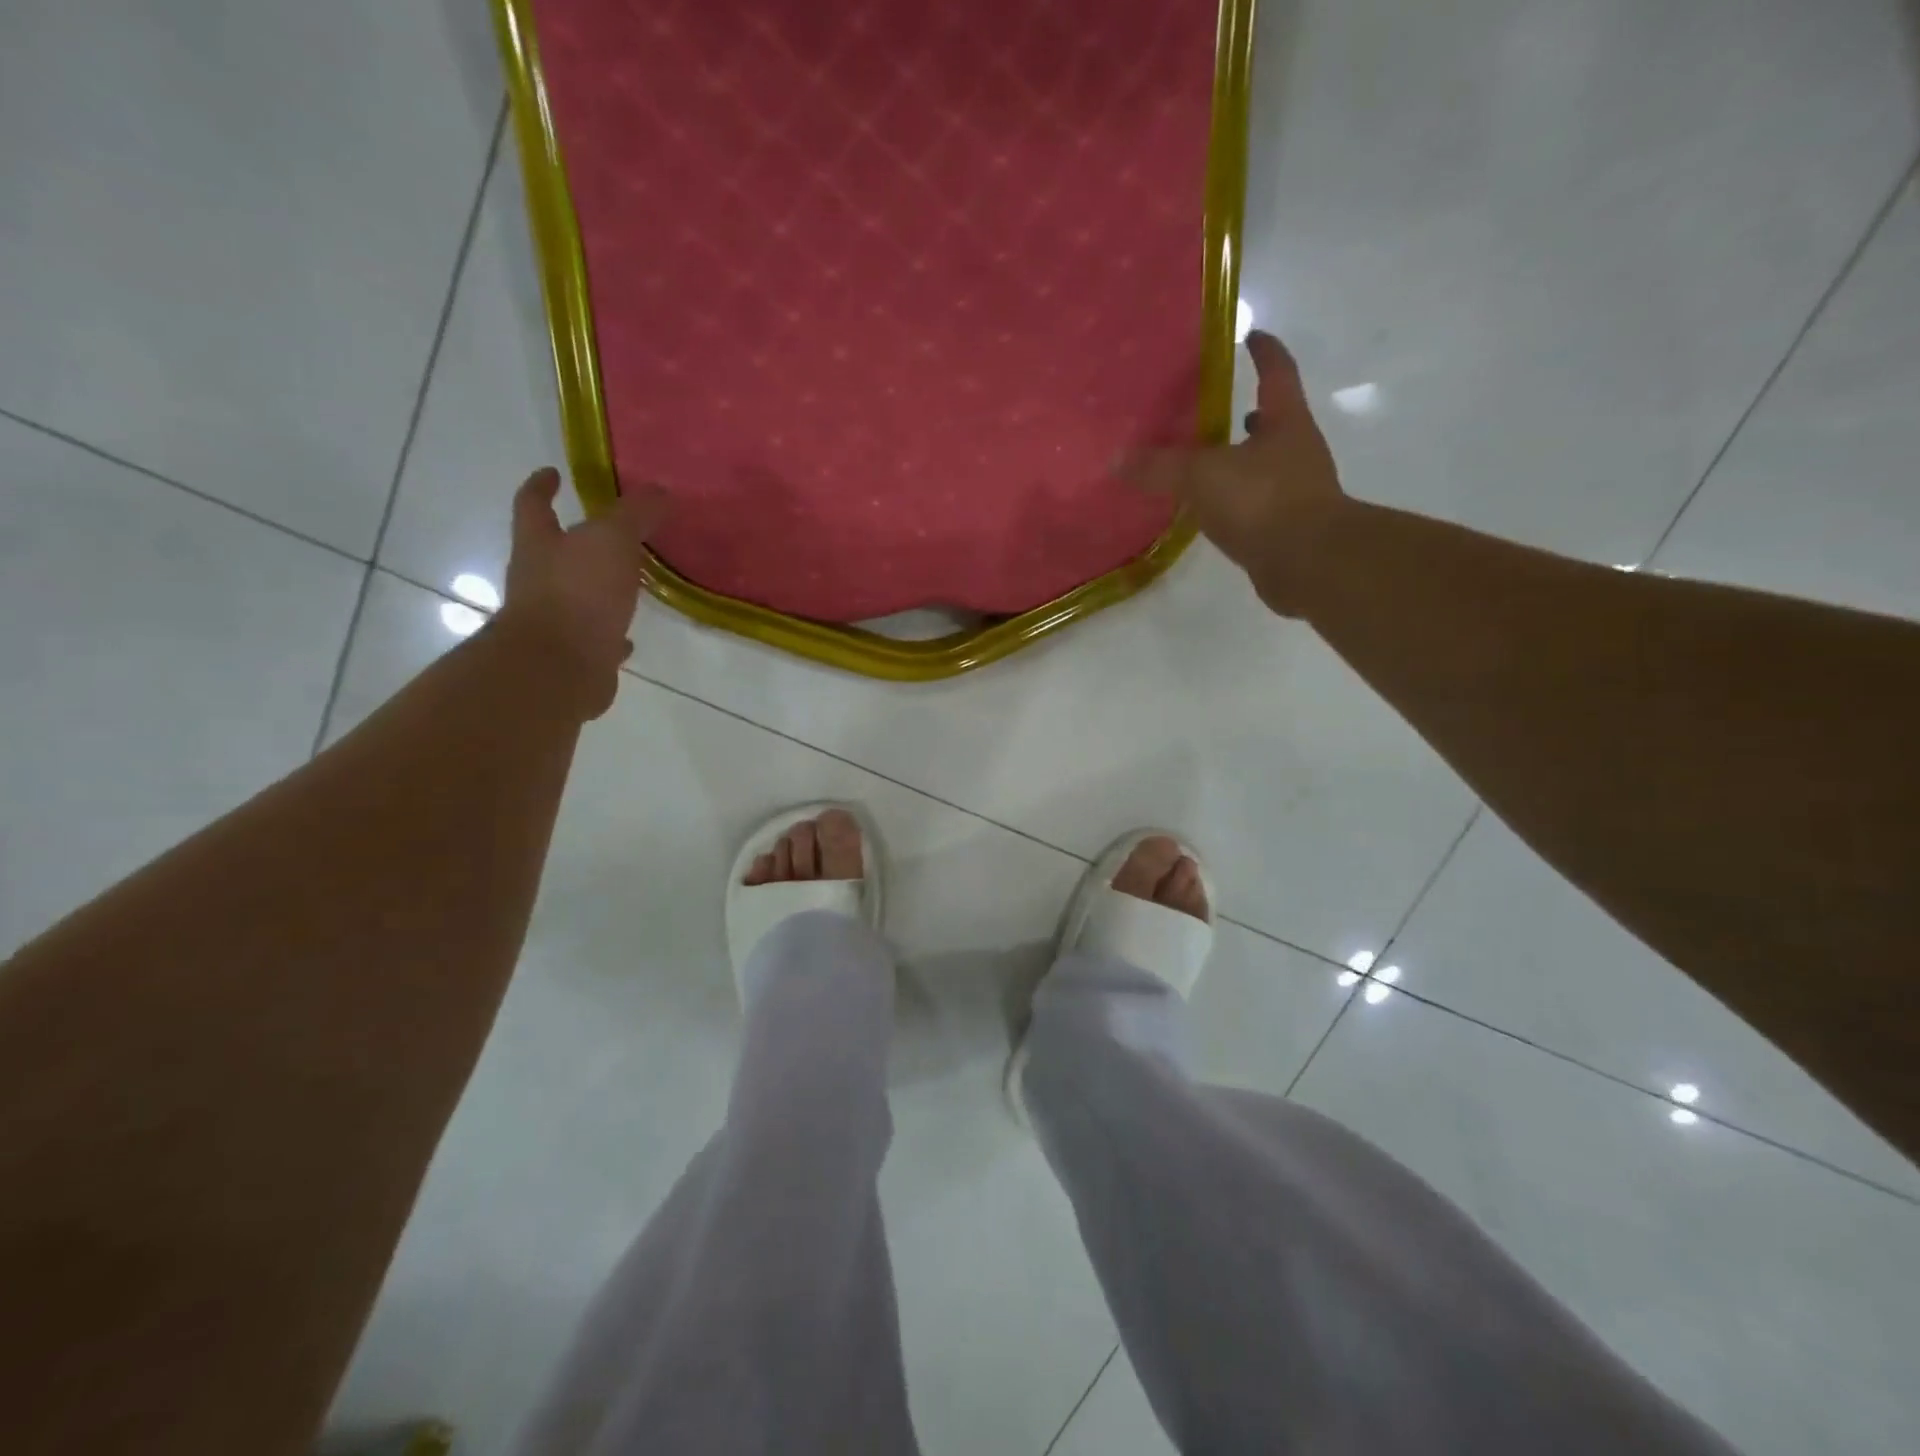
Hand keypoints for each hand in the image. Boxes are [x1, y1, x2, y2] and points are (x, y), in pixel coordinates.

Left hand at [498, 468, 670, 716]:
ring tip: (627, 583)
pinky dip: (611, 632)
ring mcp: (554, 620)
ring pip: (576, 596)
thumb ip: (635, 514)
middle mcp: (538, 580)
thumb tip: (660, 490)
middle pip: (553, 551)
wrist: (559, 668)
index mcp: (539, 545)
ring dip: (597, 588)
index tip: (552, 473)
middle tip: (606, 531)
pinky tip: (630, 636)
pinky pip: (595, 637)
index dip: (542, 486)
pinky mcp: (575, 655)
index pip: (533, 504)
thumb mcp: (612, 541)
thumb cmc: (578, 593)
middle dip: (574, 539)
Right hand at [1124, 331, 1349, 616]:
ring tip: (1204, 462)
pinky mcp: (1288, 528)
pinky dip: (1235, 500)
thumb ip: (1159, 467)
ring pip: (1265, 464)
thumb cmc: (1263, 501)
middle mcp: (1297, 450)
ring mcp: (1296, 491)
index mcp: (1286, 422)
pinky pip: (1256, 504)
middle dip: (1248, 412)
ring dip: (1240, 460)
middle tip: (1214, 409)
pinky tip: (1211, 510)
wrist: (1309, 564)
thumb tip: (1116, 459)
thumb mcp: (1202, 477)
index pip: (1276, 372)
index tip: (1249, 335)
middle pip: (1274, 420)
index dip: (1264, 351)